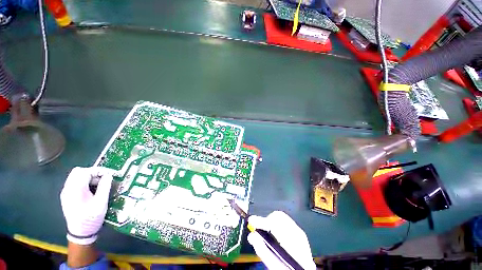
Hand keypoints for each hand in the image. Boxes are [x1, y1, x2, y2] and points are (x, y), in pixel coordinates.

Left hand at [60, 167, 114, 244]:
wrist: (80, 233)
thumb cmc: (91, 218)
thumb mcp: (101, 202)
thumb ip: (104, 187)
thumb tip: (109, 175)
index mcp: (75, 190)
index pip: (85, 172)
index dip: (98, 170)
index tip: (109, 174)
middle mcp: (68, 189)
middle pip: (78, 172)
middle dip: (93, 172)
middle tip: (104, 178)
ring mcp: (66, 193)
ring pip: (76, 177)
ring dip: (89, 177)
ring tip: (100, 184)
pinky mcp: (67, 196)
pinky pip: (75, 183)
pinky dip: (85, 182)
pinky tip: (92, 190)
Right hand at [248, 211, 315, 269]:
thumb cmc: (288, 269)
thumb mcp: (274, 264)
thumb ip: (262, 250)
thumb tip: (252, 236)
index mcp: (292, 241)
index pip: (274, 223)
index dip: (260, 221)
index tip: (251, 221)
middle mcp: (297, 233)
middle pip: (278, 216)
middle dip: (267, 220)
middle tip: (259, 228)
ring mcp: (300, 233)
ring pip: (282, 217)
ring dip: (272, 222)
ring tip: (266, 231)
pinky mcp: (300, 234)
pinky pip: (286, 222)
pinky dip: (277, 224)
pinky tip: (274, 233)